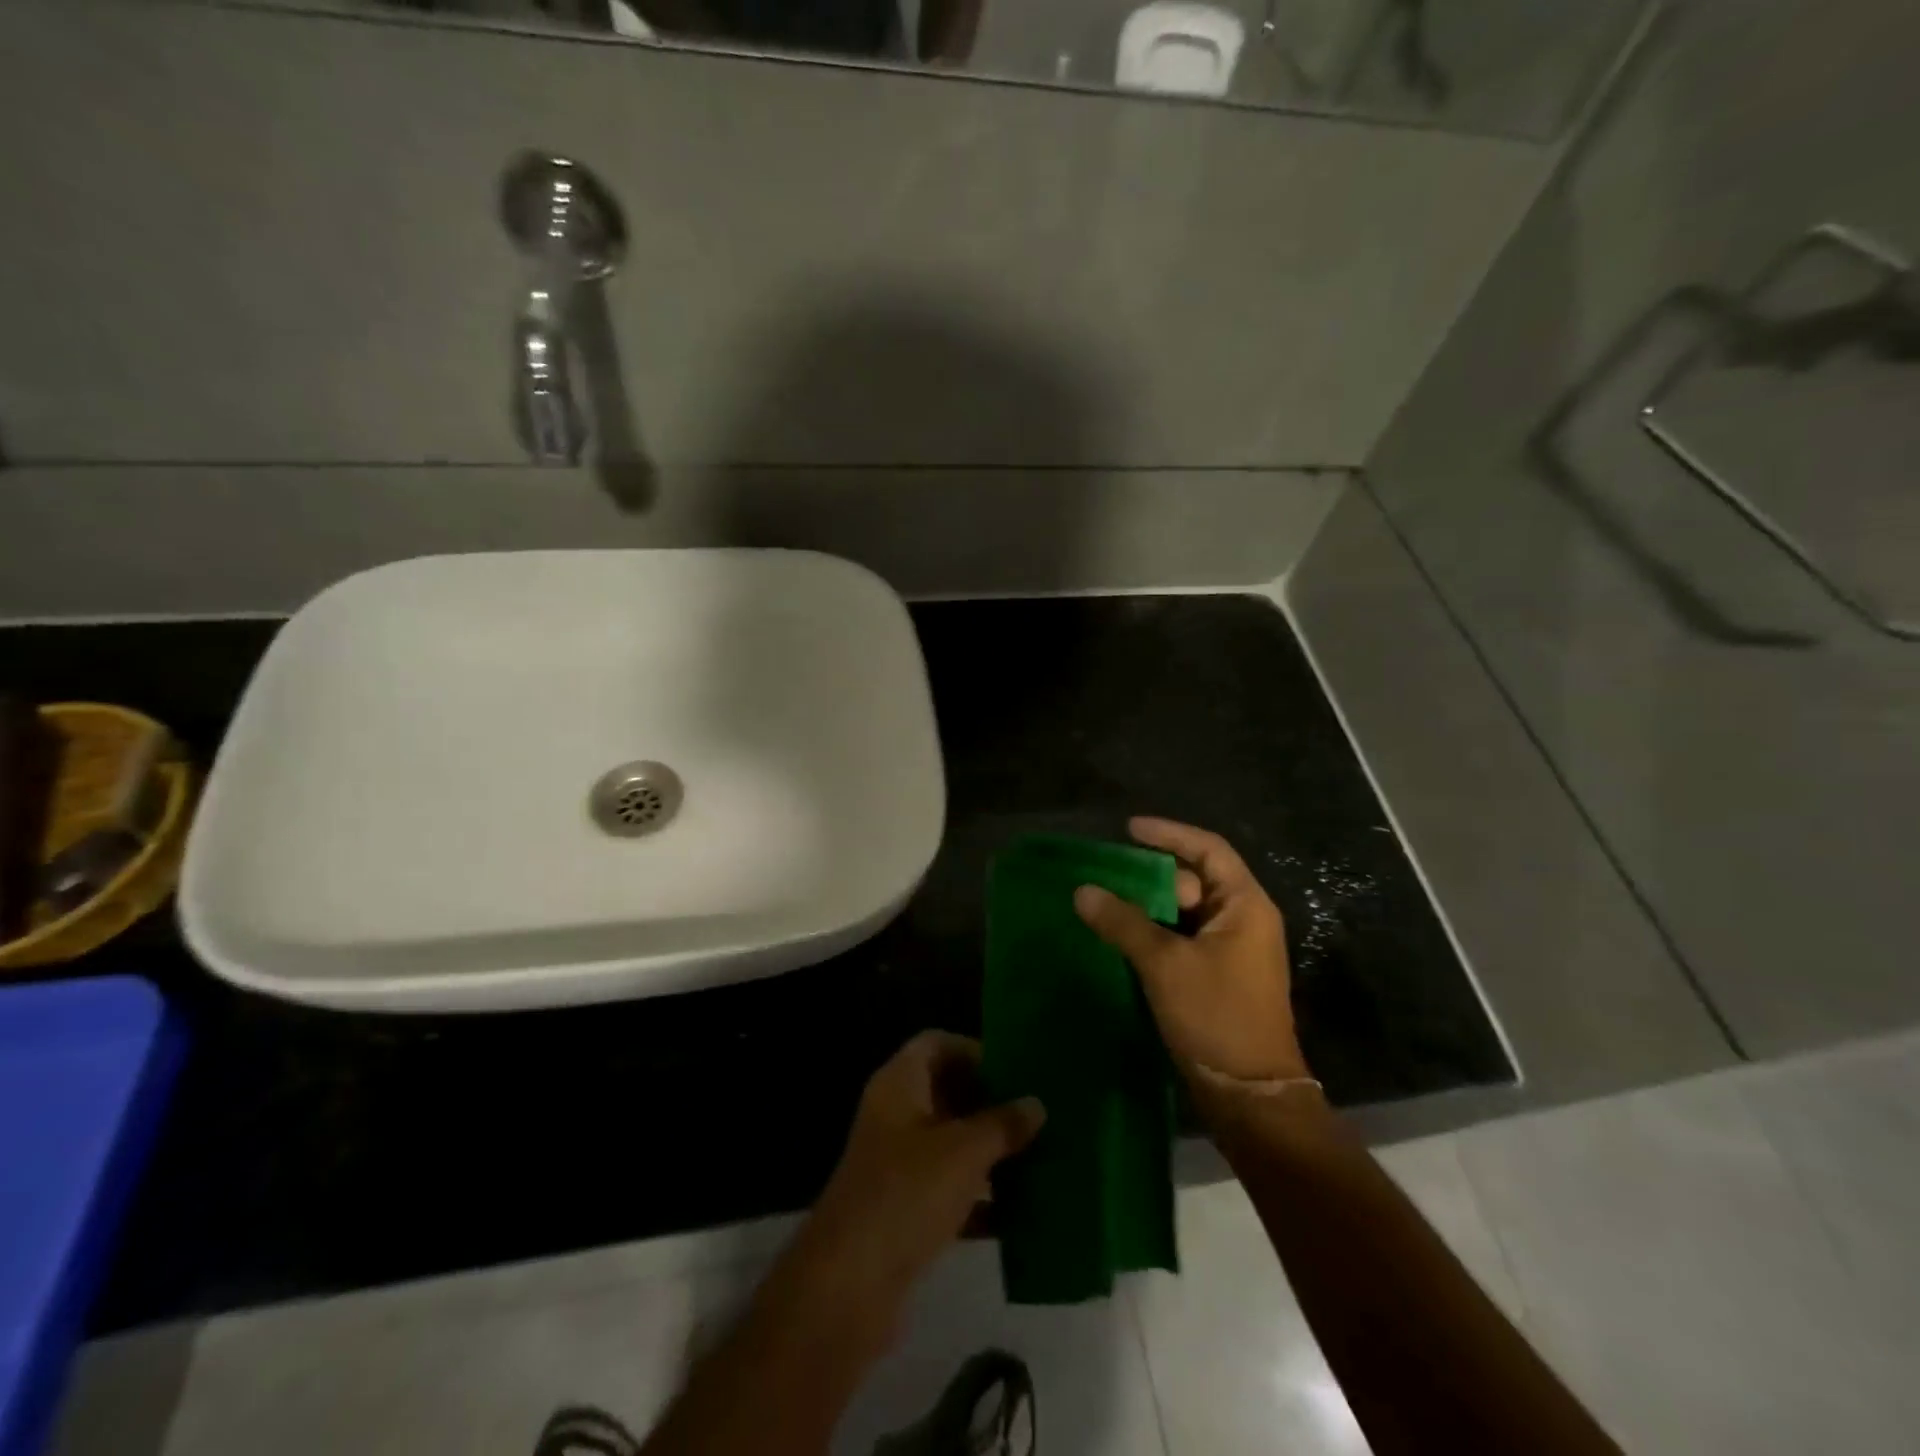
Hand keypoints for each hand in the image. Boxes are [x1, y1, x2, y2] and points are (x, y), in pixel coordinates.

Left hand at [794, 1032, 1044, 1324]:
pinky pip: (950, 1191)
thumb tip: (1037, 1104)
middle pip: (947, 1093)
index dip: (974, 1051)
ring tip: (1041, 1157)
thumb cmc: (905, 1195)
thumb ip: (1002, 1124)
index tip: (1016, 1068)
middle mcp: (896, 1116)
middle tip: (1038, 1114)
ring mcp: (898, 1165)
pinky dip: (980, 1198)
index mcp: (899, 1084)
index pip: (936, 1044)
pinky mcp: (905, 1211)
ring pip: (952, 1144)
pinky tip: (1021, 1212)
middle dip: (991, 1103)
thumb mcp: (963, 1153)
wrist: (847, 1288)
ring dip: (991, 1151)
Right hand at [1074, 817, 1308, 1084]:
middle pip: (1194, 880)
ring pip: (1184, 913)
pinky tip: (1119, 937)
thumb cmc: (1217, 1017)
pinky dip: (1153, 933)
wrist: (1250, 1096)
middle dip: (1151, 875)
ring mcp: (1231, 951)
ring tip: (1104, 901)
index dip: (1170, 834)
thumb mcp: (1165, 964)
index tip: (1129, 829)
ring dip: (1147, 907)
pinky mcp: (1217, 977)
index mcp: (1244, 906)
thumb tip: (1082, 890)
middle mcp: (1243, 921)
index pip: (1209, 849)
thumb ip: (1123, 923)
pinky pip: (1181, 939)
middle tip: (1106, 874)